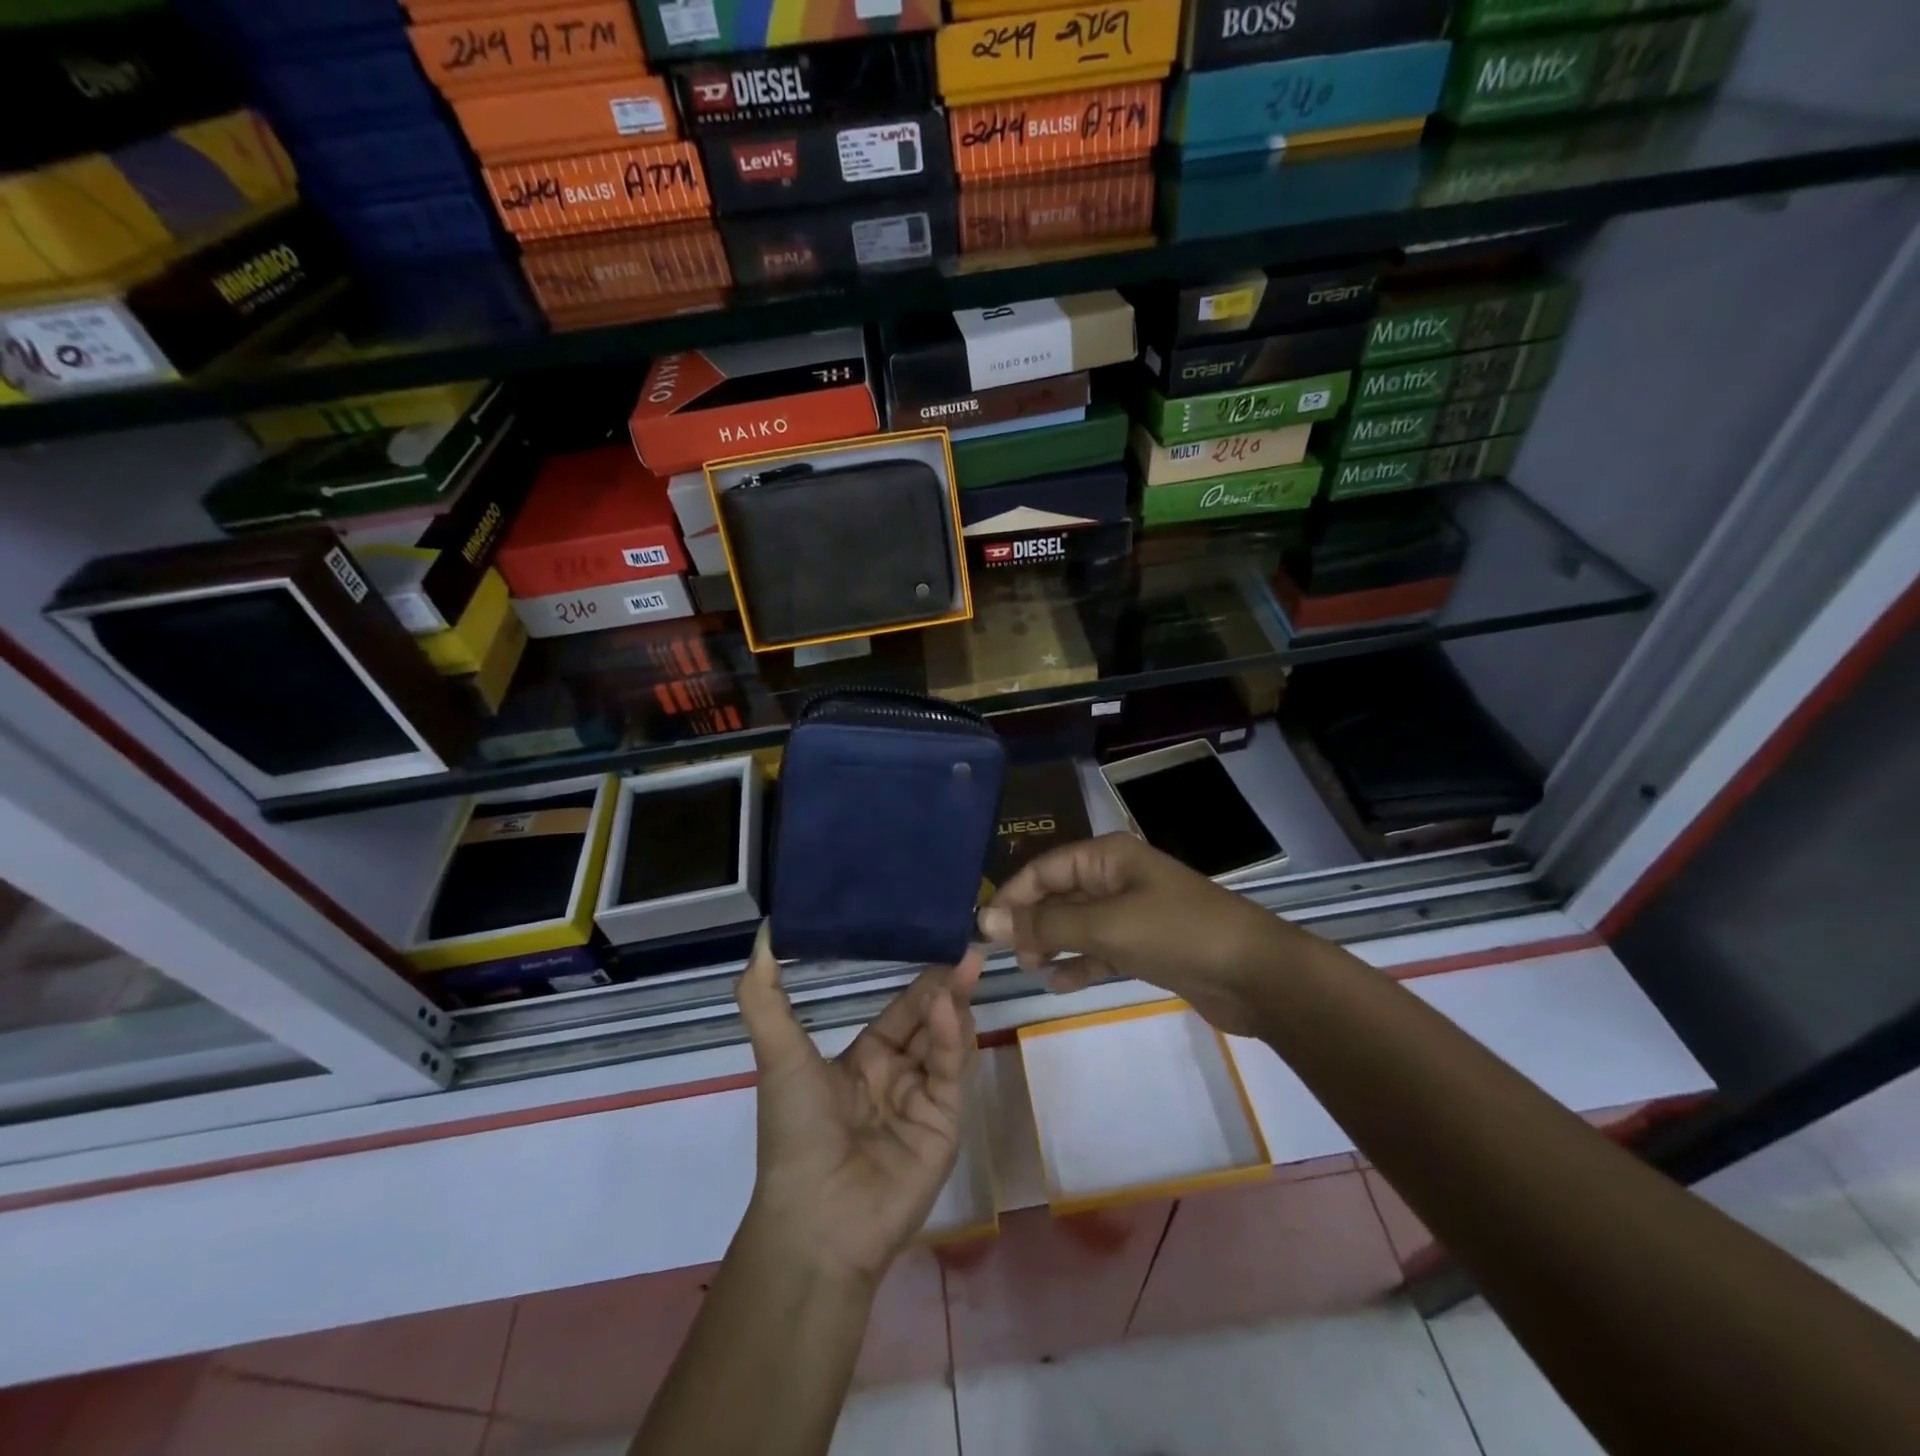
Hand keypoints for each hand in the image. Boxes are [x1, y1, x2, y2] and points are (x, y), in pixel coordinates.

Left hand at [735, 925, 982, 1285]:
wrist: (815, 1220)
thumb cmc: (795, 1132)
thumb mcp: (777, 1055)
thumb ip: (765, 996)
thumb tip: (762, 935)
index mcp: (864, 1062)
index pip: (900, 1012)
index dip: (919, 982)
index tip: (938, 942)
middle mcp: (897, 1077)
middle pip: (930, 1022)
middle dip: (947, 988)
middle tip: (966, 949)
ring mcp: (924, 1101)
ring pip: (946, 1043)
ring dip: (953, 1007)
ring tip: (962, 968)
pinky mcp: (945, 1124)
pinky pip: (950, 1073)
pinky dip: (952, 1039)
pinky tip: (948, 1007)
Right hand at [977, 832, 1307, 1036]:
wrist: (1256, 976)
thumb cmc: (1178, 934)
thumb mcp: (1107, 926)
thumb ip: (1046, 925)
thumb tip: (986, 920)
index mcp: (1107, 856)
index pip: (1044, 869)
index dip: (1013, 896)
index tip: (985, 930)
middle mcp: (1116, 877)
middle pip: (1058, 895)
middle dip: (1032, 923)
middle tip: (1012, 956)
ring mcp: (1132, 912)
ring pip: (1076, 924)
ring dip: (1053, 945)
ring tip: (1034, 970)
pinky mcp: (1144, 946)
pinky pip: (1099, 949)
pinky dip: (1079, 964)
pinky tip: (1061, 984)